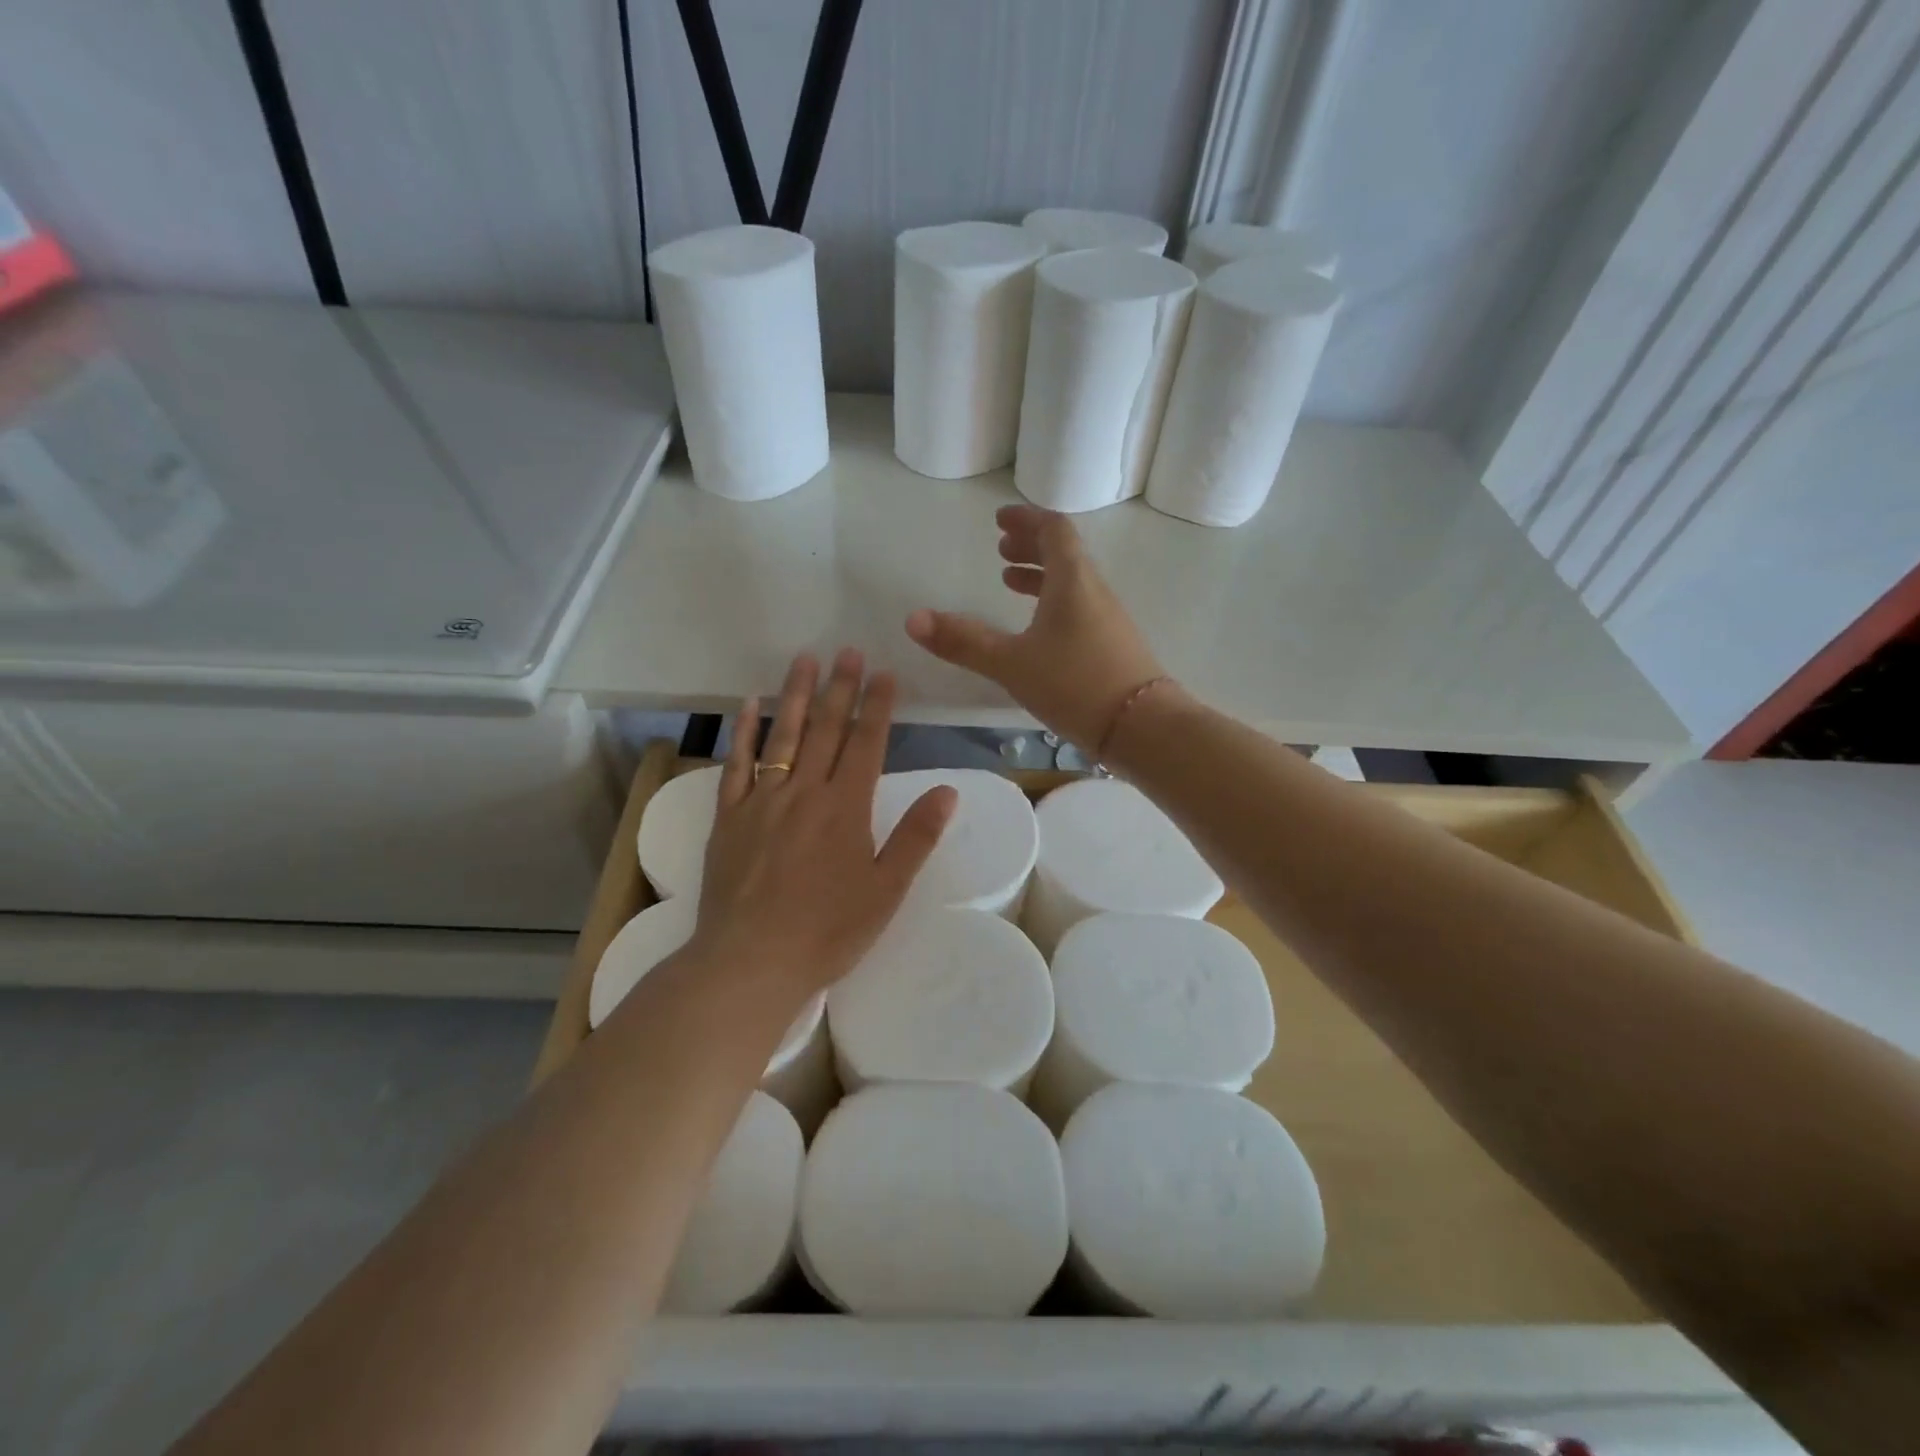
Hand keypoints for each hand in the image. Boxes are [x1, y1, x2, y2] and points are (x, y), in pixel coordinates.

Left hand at [692, 649, 956, 999]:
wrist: (751, 961)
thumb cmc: (828, 930)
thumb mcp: (886, 890)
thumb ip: (916, 837)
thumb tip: (948, 791)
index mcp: (846, 808)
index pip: (866, 744)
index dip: (877, 706)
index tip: (884, 673)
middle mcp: (804, 792)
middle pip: (826, 729)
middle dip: (840, 688)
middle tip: (848, 651)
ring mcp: (761, 801)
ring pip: (783, 736)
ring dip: (796, 695)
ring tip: (805, 659)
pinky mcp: (729, 817)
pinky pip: (737, 764)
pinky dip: (744, 732)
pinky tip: (749, 705)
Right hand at [905, 504, 1164, 752]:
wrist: (1143, 727)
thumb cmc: (1076, 684)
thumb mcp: (1012, 663)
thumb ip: (964, 642)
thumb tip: (912, 619)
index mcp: (1072, 581)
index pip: (1054, 530)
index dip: (1026, 520)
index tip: (1000, 520)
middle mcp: (1094, 591)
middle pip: (1065, 553)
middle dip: (1031, 545)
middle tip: (1001, 547)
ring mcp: (1108, 619)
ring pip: (1072, 582)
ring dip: (1041, 575)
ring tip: (1009, 582)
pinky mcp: (1113, 645)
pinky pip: (1079, 607)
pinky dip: (1053, 603)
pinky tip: (1038, 630)